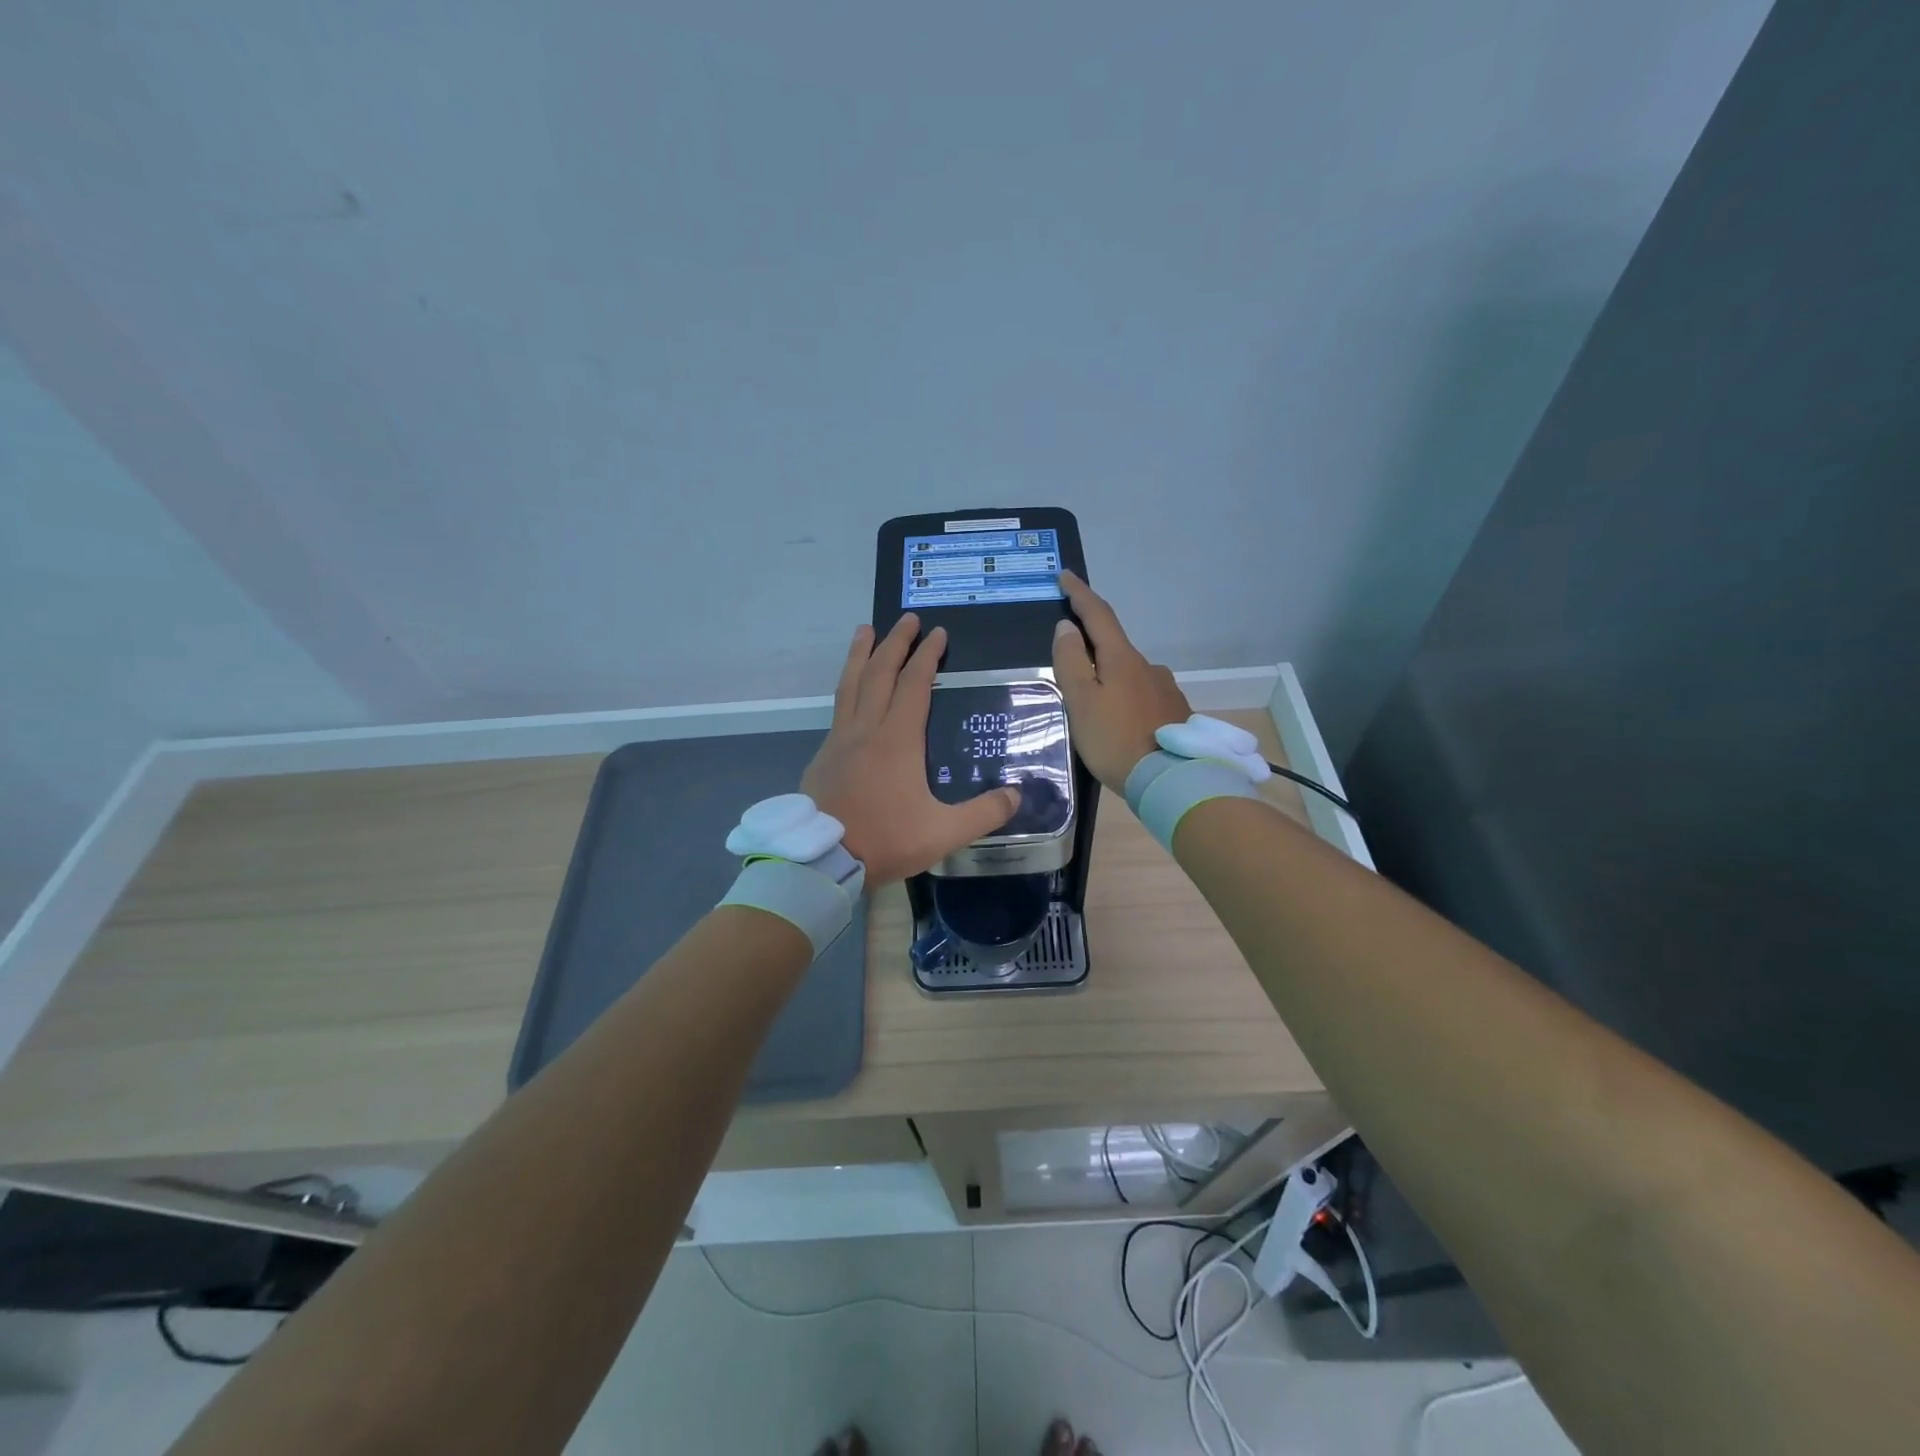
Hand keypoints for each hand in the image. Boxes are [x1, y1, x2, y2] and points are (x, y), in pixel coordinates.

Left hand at [802, 615, 1021, 884]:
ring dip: (861, 654)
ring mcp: (839, 740)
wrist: (823, 860)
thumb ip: (983, 813)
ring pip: (850, 685)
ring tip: (865, 630)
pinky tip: (850, 691)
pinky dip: (847, 687)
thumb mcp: (944, 832)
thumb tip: (1017, 795)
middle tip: (907, 619)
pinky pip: (838, 708)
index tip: (938, 633)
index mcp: (897, 739)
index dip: (927, 656)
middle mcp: (866, 729)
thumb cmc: (885, 840)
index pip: (914, 685)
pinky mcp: (822, 756)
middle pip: (880, 673)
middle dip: (895, 642)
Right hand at [1052, 570, 1191, 791]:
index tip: (1065, 575)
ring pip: (1130, 674)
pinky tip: (1121, 724)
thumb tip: (1067, 627)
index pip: (1098, 615)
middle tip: (1070, 666)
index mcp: (1122, 659)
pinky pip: (1143, 696)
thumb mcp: (1081, 701)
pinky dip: (1127, 700)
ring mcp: (1166, 689)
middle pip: (1114, 647)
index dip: (1080, 594)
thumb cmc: (1115, 740)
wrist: (1171, 779)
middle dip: (1092, 648)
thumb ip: (1071, 662)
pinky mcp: (1176, 712)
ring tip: (1095, 709)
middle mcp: (1148, 666)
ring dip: (1111, 679)